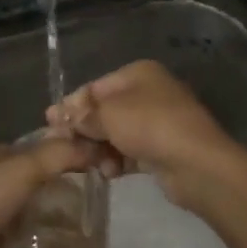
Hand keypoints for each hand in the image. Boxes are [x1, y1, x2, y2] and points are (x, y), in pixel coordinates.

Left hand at [0, 135, 100, 247]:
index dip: (60, 153)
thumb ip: (61, 154)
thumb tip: (98, 148)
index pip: (33, 152)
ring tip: (98, 231)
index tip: (94, 162)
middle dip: (64, 193)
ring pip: (38, 221)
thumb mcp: (25, 165)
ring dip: (61, 226)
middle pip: (38, 188)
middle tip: (101, 201)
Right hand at [45, 60, 237, 208]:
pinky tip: (108, 173)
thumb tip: (60, 116)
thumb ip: (82, 115)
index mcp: (139, 74)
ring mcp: (159, 122)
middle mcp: (149, 93)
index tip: (49, 122)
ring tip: (87, 163)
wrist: (197, 164)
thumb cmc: (149, 126)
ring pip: (117, 133)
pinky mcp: (163, 149)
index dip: (71, 105)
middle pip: (105, 111)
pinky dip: (117, 160)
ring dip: (99, 148)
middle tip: (62, 147)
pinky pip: (130, 151)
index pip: (95, 87)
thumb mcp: (108, 115)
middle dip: (84, 129)